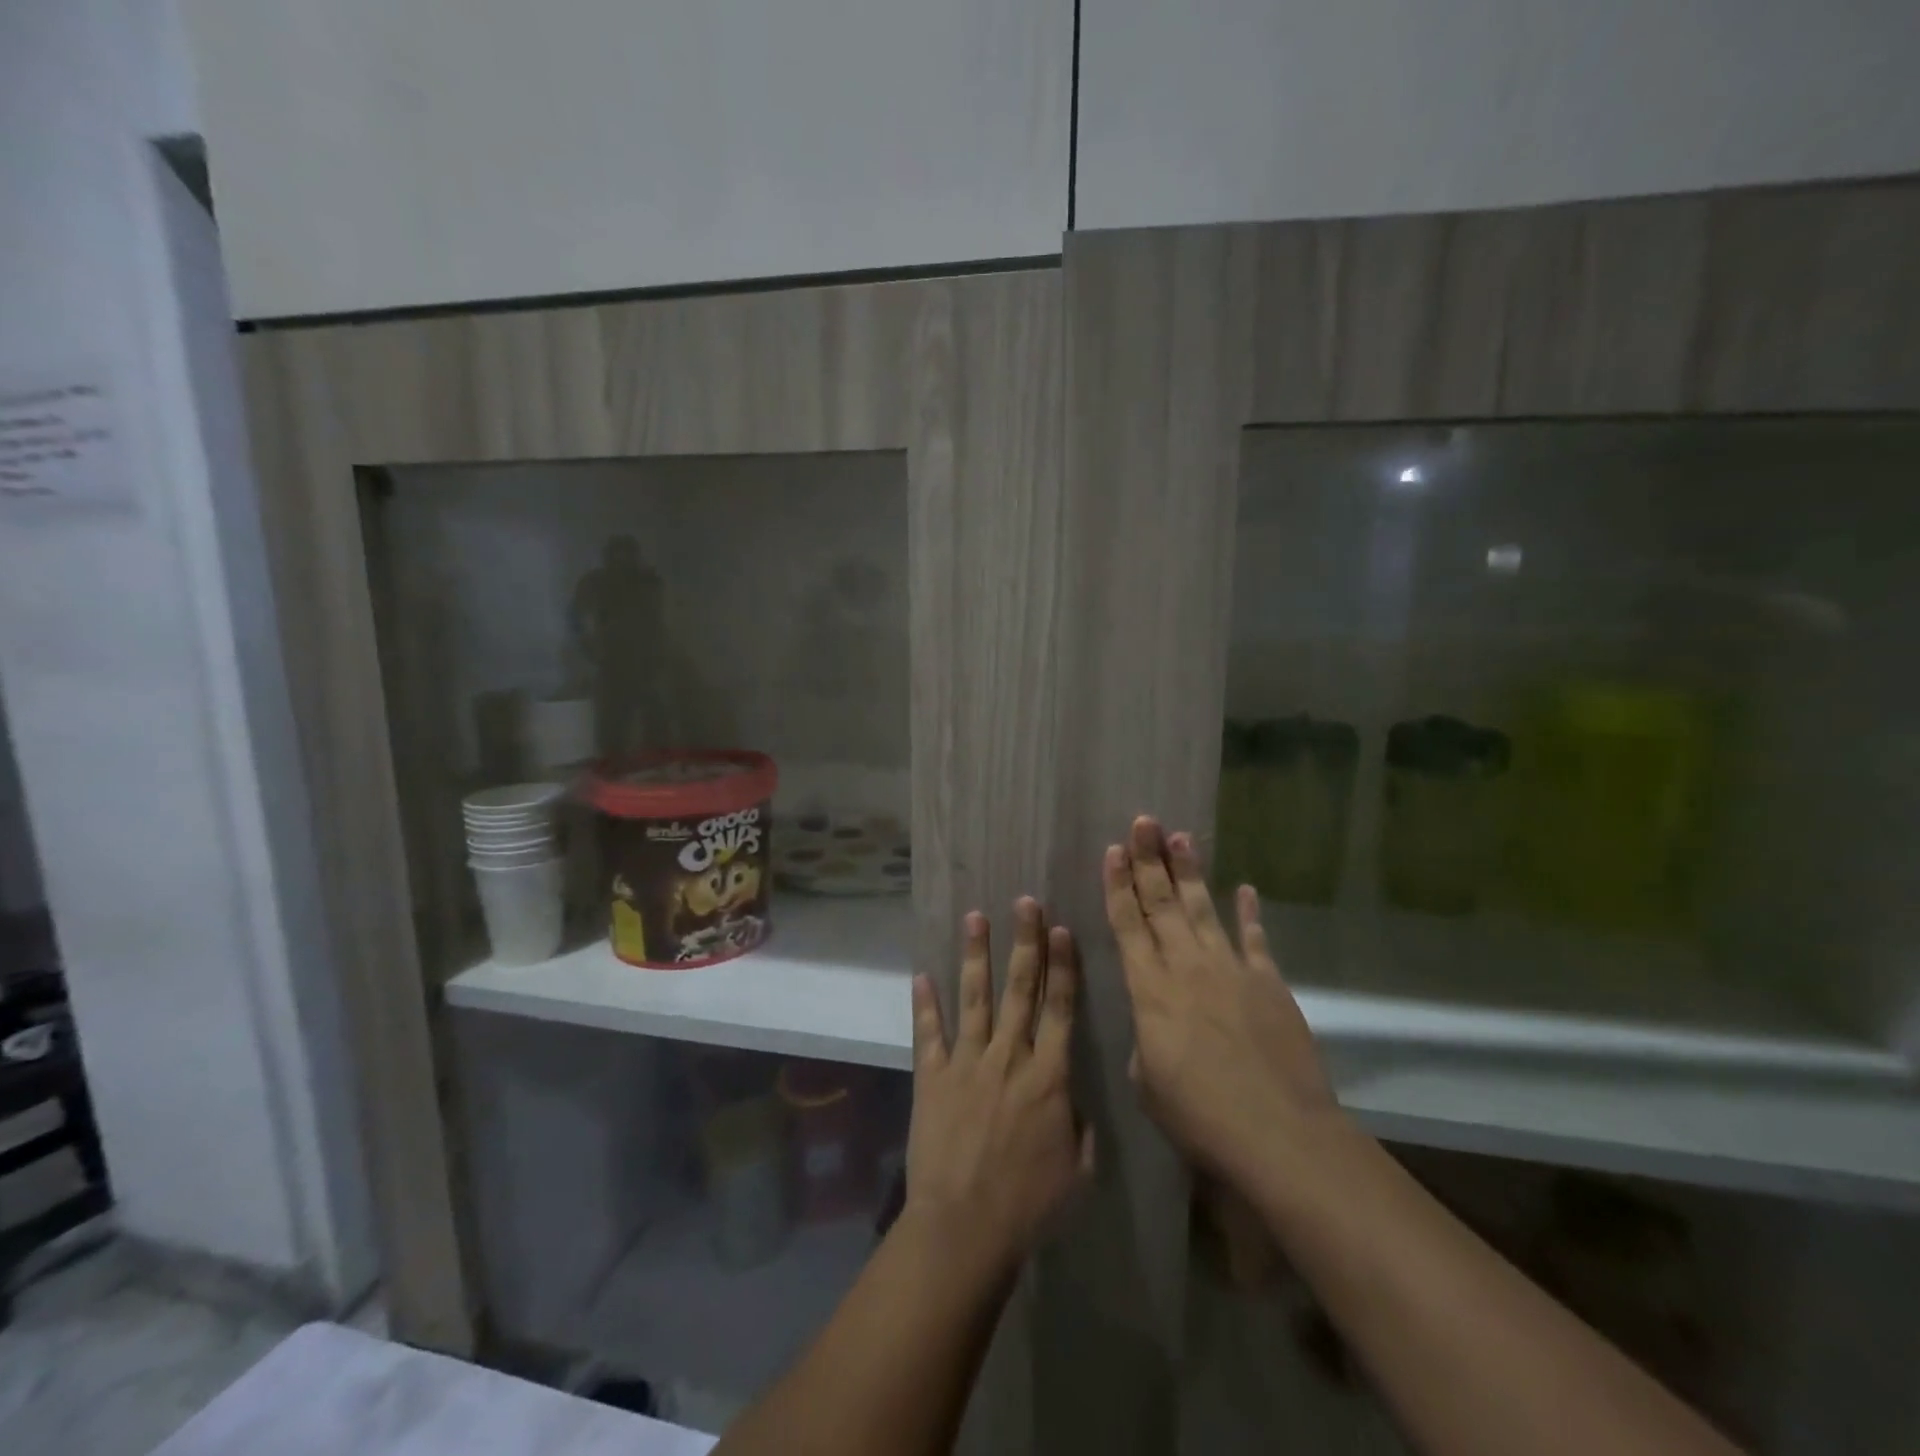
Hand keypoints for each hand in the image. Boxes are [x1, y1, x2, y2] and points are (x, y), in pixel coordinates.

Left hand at [905, 899, 1093, 1275]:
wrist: (964, 1227)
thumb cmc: (1029, 1206)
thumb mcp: (1077, 1171)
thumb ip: (1082, 1127)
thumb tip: (1075, 1098)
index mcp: (1049, 1076)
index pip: (1060, 1008)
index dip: (1062, 967)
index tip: (1061, 930)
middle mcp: (1009, 1056)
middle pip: (1020, 989)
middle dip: (1025, 942)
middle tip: (1024, 903)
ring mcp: (967, 1062)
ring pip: (975, 997)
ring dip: (976, 955)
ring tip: (975, 917)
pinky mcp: (932, 1076)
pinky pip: (928, 1032)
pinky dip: (924, 1003)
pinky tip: (921, 974)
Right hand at [1105, 816, 1340, 1187]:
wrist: (1279, 1134)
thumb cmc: (1200, 1116)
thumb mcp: (1147, 1083)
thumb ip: (1145, 1041)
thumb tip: (1155, 1025)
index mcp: (1149, 989)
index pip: (1127, 925)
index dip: (1118, 885)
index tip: (1112, 851)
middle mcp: (1187, 967)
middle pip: (1162, 904)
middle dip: (1150, 860)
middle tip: (1144, 822)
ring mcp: (1231, 970)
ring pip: (1204, 909)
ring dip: (1190, 873)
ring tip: (1181, 837)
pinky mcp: (1268, 984)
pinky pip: (1256, 939)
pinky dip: (1249, 913)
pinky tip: (1245, 889)